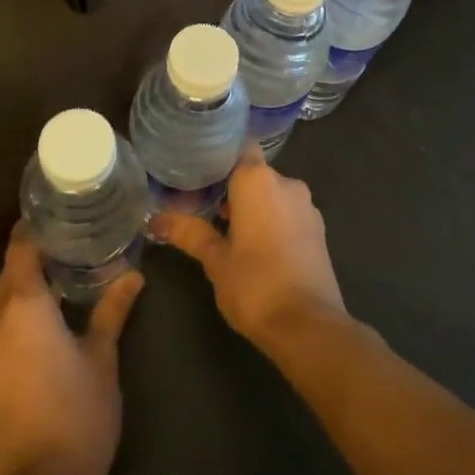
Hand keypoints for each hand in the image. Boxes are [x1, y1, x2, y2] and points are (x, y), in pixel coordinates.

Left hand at [0, 231, 144, 474]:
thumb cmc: (80, 413)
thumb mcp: (102, 356)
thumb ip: (112, 309)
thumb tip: (133, 275)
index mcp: (22, 306)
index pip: (21, 248)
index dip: (36, 229)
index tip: (60, 217)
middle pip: (10, 273)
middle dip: (36, 258)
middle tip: (72, 246)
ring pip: (1, 301)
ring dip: (26, 288)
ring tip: (62, 281)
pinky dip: (16, 316)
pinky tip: (43, 323)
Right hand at [152, 145, 346, 353]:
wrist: (308, 327)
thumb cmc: (255, 284)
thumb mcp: (214, 259)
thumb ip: (189, 233)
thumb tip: (155, 219)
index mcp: (258, 180)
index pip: (238, 147)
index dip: (218, 157)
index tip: (196, 172)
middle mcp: (287, 183)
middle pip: (254, 173)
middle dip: (231, 188)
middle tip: (202, 207)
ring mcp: (307, 207)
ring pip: (272, 194)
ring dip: (252, 207)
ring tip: (224, 230)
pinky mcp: (319, 230)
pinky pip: (288, 213)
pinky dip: (271, 221)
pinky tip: (255, 247)